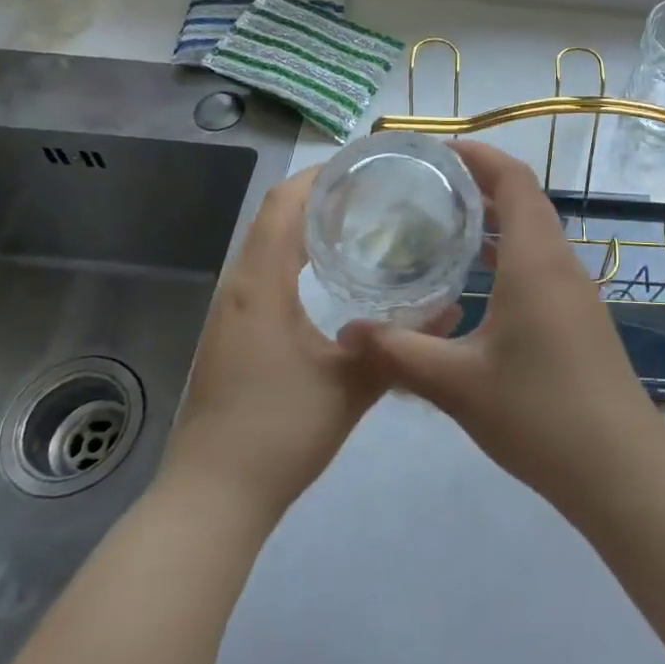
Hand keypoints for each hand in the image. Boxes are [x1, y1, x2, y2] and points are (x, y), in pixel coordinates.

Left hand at [161, 167, 382, 522]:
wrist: (212, 498)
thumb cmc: (280, 432)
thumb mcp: (352, 384)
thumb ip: (402, 344)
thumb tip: (452, 308)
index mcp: (261, 284)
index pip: (286, 203)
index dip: (322, 175)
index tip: (366, 165)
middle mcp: (238, 286)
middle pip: (275, 216)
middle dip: (320, 195)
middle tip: (374, 191)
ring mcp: (229, 311)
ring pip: (267, 244)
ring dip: (306, 224)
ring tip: (358, 221)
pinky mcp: (230, 333)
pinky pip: (263, 272)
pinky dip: (294, 255)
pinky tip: (328, 275)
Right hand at [337, 141, 664, 509]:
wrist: (619, 468)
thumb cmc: (539, 414)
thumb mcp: (457, 384)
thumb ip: (398, 352)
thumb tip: (347, 332)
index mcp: (536, 261)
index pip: (514, 180)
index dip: (480, 155)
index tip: (439, 150)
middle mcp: (560, 263)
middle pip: (525, 200)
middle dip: (481, 183)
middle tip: (429, 185)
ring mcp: (575, 290)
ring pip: (535, 233)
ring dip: (496, 219)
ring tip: (444, 224)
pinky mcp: (579, 316)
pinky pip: (541, 262)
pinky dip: (509, 252)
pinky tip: (476, 281)